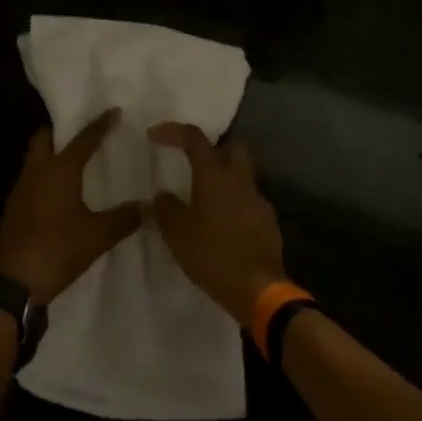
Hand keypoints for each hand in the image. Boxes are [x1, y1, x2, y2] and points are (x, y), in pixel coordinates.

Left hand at [0, 109, 142, 304]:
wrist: (12, 284)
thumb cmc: (56, 250)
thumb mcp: (96, 236)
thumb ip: (123, 218)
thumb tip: (148, 206)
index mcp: (59, 170)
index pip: (83, 139)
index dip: (100, 124)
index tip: (113, 111)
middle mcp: (37, 171)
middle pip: (44, 138)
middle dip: (60, 130)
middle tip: (81, 132)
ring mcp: (21, 189)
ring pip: (35, 158)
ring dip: (51, 153)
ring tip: (74, 160)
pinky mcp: (14, 208)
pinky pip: (31, 179)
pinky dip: (45, 175)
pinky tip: (59, 191)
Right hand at [147, 124, 286, 329]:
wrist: (258, 289)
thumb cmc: (212, 256)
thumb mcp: (177, 234)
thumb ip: (166, 209)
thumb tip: (161, 195)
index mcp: (214, 175)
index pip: (194, 138)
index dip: (173, 131)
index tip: (153, 135)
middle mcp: (239, 179)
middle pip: (231, 147)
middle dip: (212, 149)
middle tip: (193, 164)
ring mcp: (258, 199)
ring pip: (242, 174)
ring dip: (224, 179)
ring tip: (205, 200)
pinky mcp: (268, 220)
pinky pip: (249, 200)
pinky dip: (235, 203)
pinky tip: (223, 224)